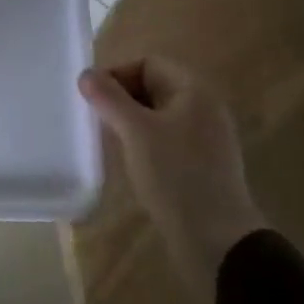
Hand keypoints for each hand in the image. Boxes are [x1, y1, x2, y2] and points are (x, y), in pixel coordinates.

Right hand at [79, 57, 266, 285]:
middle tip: (98, 121)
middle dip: (122, 99)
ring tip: (111, 143)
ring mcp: (206, 138)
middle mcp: (204, 108)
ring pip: (158, 116)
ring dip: (131, 123)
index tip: (93, 100)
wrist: (217, 240)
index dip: (117, 75)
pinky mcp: (202, 165)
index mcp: (194, 91)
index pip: (148, 63)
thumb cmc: (175, 176)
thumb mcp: (136, 132)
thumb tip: (86, 74)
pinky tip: (132, 164)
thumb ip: (109, 99)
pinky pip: (167, 140)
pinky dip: (146, 144)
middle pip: (154, 87)